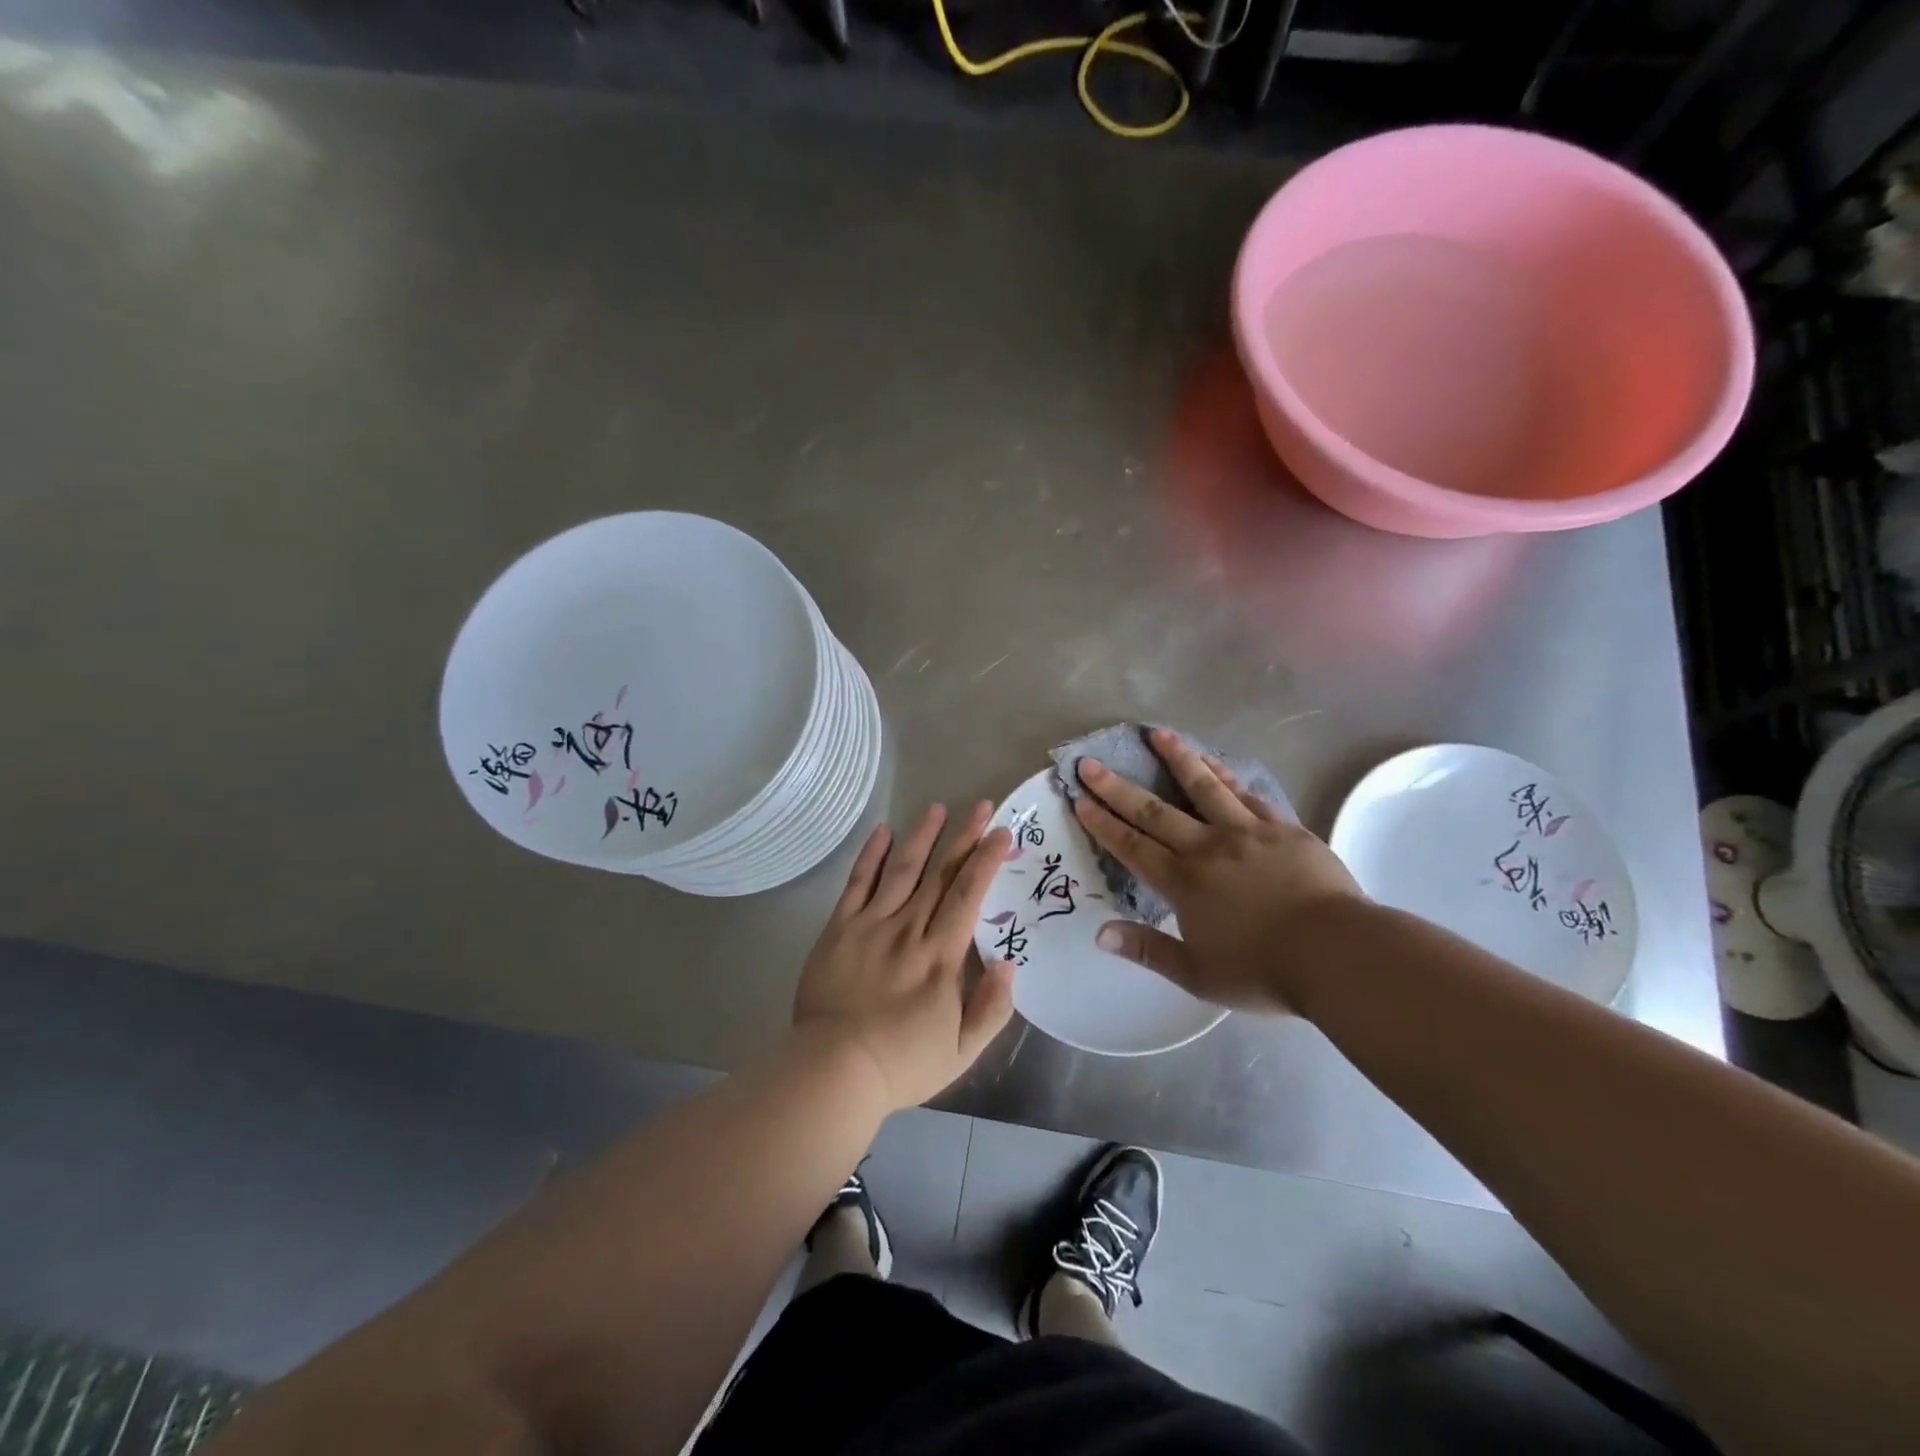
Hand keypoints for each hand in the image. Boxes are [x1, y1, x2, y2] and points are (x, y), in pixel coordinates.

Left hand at [793, 802, 1015, 1109]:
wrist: (833, 1070)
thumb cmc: (902, 1063)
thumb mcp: (962, 1051)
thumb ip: (991, 1007)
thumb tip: (1008, 963)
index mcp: (941, 956)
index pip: (968, 895)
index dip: (986, 860)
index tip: (1001, 832)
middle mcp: (909, 930)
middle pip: (940, 874)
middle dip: (963, 838)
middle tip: (979, 805)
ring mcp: (871, 925)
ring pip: (902, 870)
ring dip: (922, 837)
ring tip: (937, 808)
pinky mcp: (840, 929)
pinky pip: (857, 883)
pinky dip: (871, 855)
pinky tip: (882, 831)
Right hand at [1072, 728, 1364, 1013]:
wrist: (1338, 954)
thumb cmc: (1264, 970)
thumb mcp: (1198, 974)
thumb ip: (1148, 951)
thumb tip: (1100, 935)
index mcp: (1183, 882)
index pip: (1132, 846)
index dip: (1103, 823)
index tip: (1080, 799)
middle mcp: (1207, 848)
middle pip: (1155, 811)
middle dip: (1118, 786)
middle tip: (1091, 762)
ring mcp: (1246, 832)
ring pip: (1204, 787)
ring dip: (1177, 759)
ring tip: (1157, 733)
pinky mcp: (1282, 828)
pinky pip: (1247, 794)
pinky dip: (1226, 775)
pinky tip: (1214, 763)